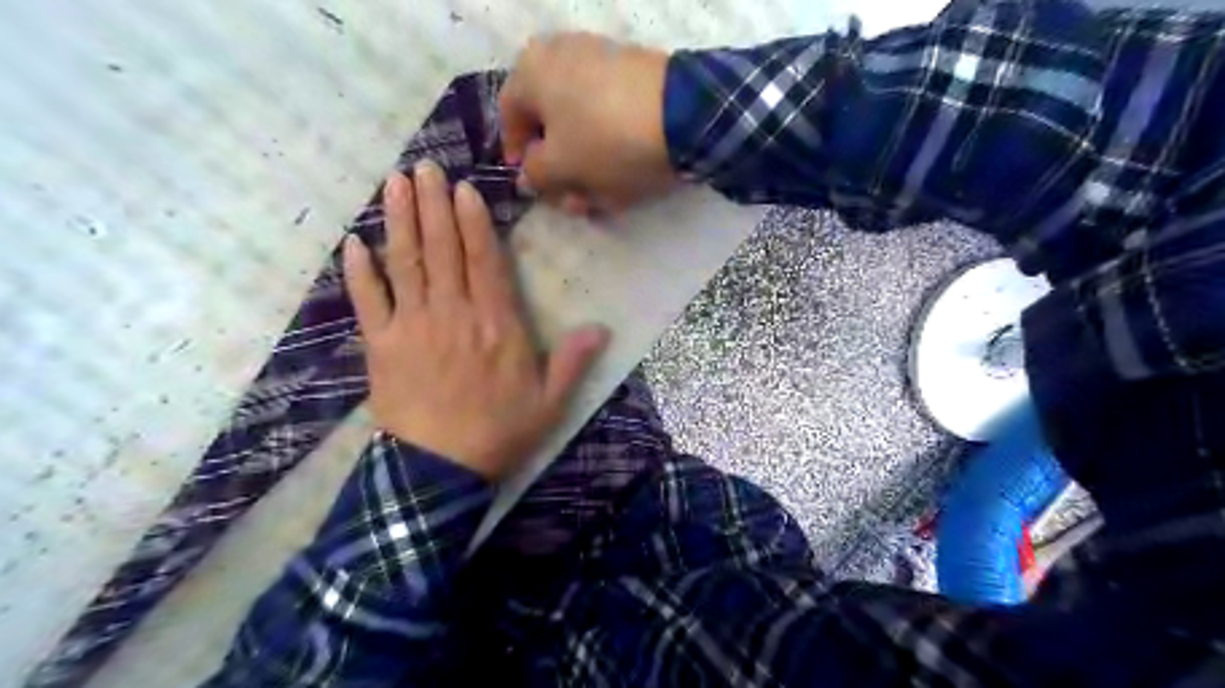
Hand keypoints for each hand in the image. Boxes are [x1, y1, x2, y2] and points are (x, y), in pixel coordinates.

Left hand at [340, 164, 609, 481]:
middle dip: (434, 205)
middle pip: (442, 250)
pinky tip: (353, 242)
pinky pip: (367, 301)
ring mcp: (413, 326)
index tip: (463, 188)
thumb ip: (573, 362)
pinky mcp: (381, 345)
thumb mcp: (549, 403)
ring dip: (399, 221)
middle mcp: (454, 314)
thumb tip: (601, 328)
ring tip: (395, 184)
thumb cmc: (499, 433)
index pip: (484, 261)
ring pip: (405, 263)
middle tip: (425, 168)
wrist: (439, 470)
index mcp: (496, 325)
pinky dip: (359, 271)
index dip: (473, 222)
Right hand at [493, 32, 673, 212]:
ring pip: (584, 125)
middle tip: (570, 201)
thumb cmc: (605, 141)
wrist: (683, 115)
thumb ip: (534, 174)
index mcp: (532, 69)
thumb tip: (529, 174)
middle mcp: (562, 55)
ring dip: (587, 167)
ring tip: (601, 200)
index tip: (532, 186)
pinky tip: (624, 181)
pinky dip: (612, 150)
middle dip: (559, 169)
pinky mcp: (637, 77)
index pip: (509, 117)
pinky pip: (612, 118)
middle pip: (550, 123)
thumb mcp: (559, 167)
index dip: (516, 156)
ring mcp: (604, 62)